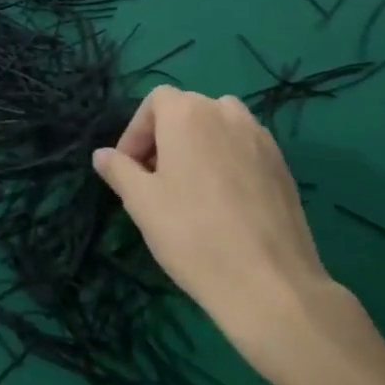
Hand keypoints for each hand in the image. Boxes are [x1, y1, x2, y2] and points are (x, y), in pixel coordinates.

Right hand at [91, 86, 366, 380]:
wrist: (269, 282)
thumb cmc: (192, 234)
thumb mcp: (141, 202)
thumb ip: (119, 170)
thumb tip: (102, 155)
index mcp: (188, 114)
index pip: (155, 101)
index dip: (136, 131)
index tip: (129, 168)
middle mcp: (227, 113)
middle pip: (188, 110)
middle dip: (165, 139)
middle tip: (153, 180)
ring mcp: (260, 138)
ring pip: (218, 128)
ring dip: (197, 146)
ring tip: (188, 188)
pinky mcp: (282, 165)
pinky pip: (243, 149)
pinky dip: (225, 162)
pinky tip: (221, 203)